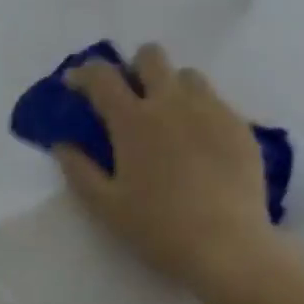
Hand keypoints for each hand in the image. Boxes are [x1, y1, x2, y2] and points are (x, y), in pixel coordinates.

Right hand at [57, 43, 276, 292]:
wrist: (227, 246)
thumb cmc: (158, 228)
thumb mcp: (106, 207)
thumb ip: (79, 171)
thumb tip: (62, 145)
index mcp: (133, 120)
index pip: (101, 76)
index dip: (84, 74)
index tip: (76, 85)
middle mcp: (172, 102)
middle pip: (150, 56)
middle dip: (134, 67)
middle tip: (130, 98)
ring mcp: (211, 110)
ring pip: (188, 75)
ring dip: (171, 86)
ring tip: (169, 119)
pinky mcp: (240, 126)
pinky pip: (216, 101)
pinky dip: (200, 111)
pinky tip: (200, 144)